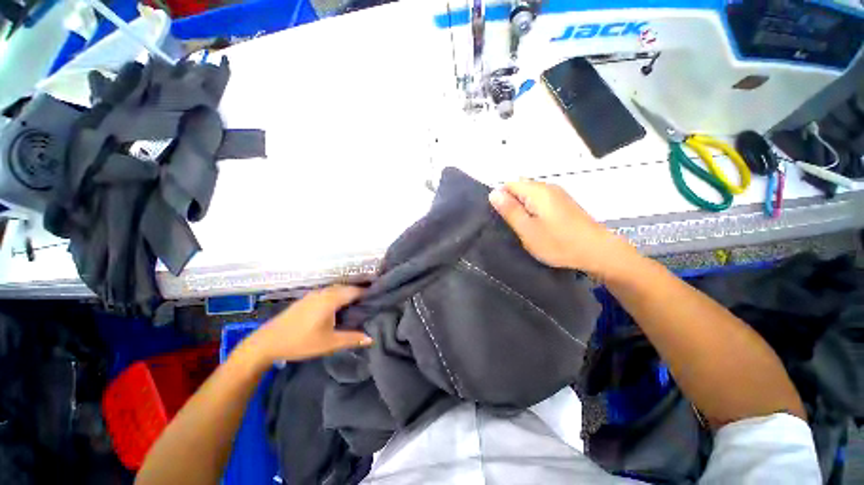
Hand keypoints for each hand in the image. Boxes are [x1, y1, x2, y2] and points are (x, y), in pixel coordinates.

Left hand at [240, 285, 371, 365]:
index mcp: (330, 299)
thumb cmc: (300, 342)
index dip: (367, 293)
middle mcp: (323, 292)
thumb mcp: (329, 343)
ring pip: (336, 289)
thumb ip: (352, 339)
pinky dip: (337, 296)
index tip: (378, 298)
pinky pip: (328, 292)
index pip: (355, 291)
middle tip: (371, 302)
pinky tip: (339, 307)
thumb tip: (371, 338)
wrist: (266, 342)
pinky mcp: (306, 299)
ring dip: (347, 294)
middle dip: (359, 292)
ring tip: (358, 304)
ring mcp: (313, 294)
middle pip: (346, 288)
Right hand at [489, 180, 637, 277]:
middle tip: (511, 226)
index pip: (509, 184)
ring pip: (530, 196)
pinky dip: (533, 211)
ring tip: (522, 228)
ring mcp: (558, 195)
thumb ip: (510, 210)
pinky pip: (541, 201)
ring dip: (522, 209)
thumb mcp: (527, 230)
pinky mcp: (564, 204)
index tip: (501, 219)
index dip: (500, 199)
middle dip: (511, 204)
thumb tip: (493, 192)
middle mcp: (548, 187)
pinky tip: (537, 226)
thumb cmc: (558, 243)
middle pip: (520, 188)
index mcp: (537, 191)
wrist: (597, 251)